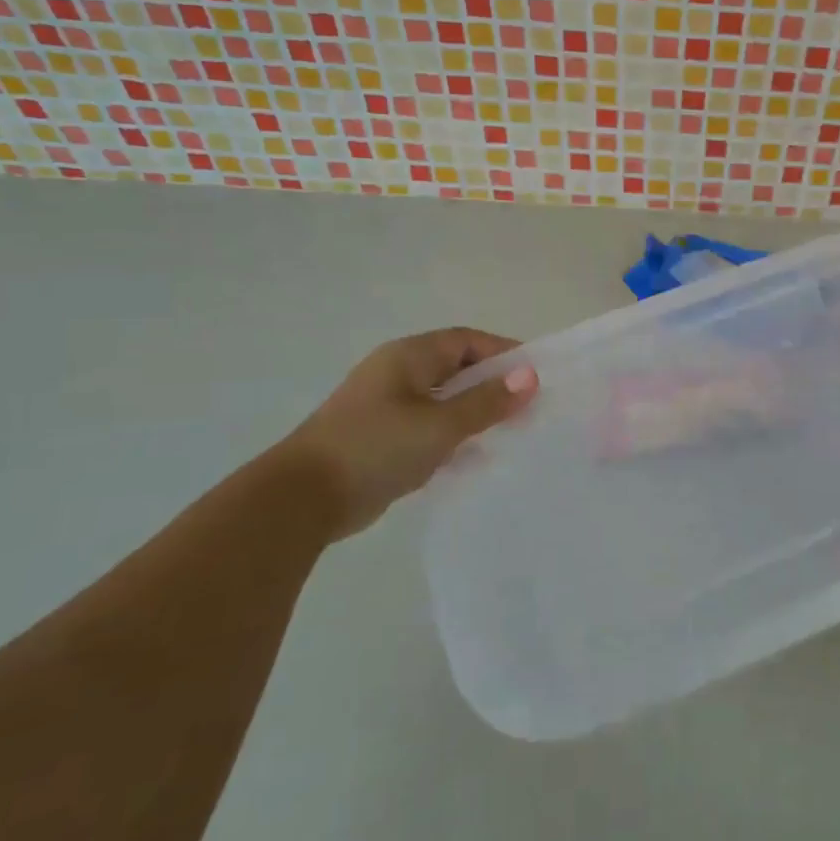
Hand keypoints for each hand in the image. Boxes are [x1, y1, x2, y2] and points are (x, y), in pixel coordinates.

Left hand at [280, 327, 537, 540]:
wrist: (302, 499)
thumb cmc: (375, 448)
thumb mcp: (440, 424)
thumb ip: (487, 401)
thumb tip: (530, 376)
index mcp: (409, 357)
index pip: (467, 341)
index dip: (504, 352)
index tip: (537, 374)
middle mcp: (398, 374)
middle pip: (457, 369)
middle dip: (494, 385)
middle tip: (530, 407)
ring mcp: (387, 407)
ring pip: (444, 401)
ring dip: (476, 413)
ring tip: (512, 432)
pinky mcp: (382, 439)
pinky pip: (429, 428)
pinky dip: (454, 436)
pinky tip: (476, 457)